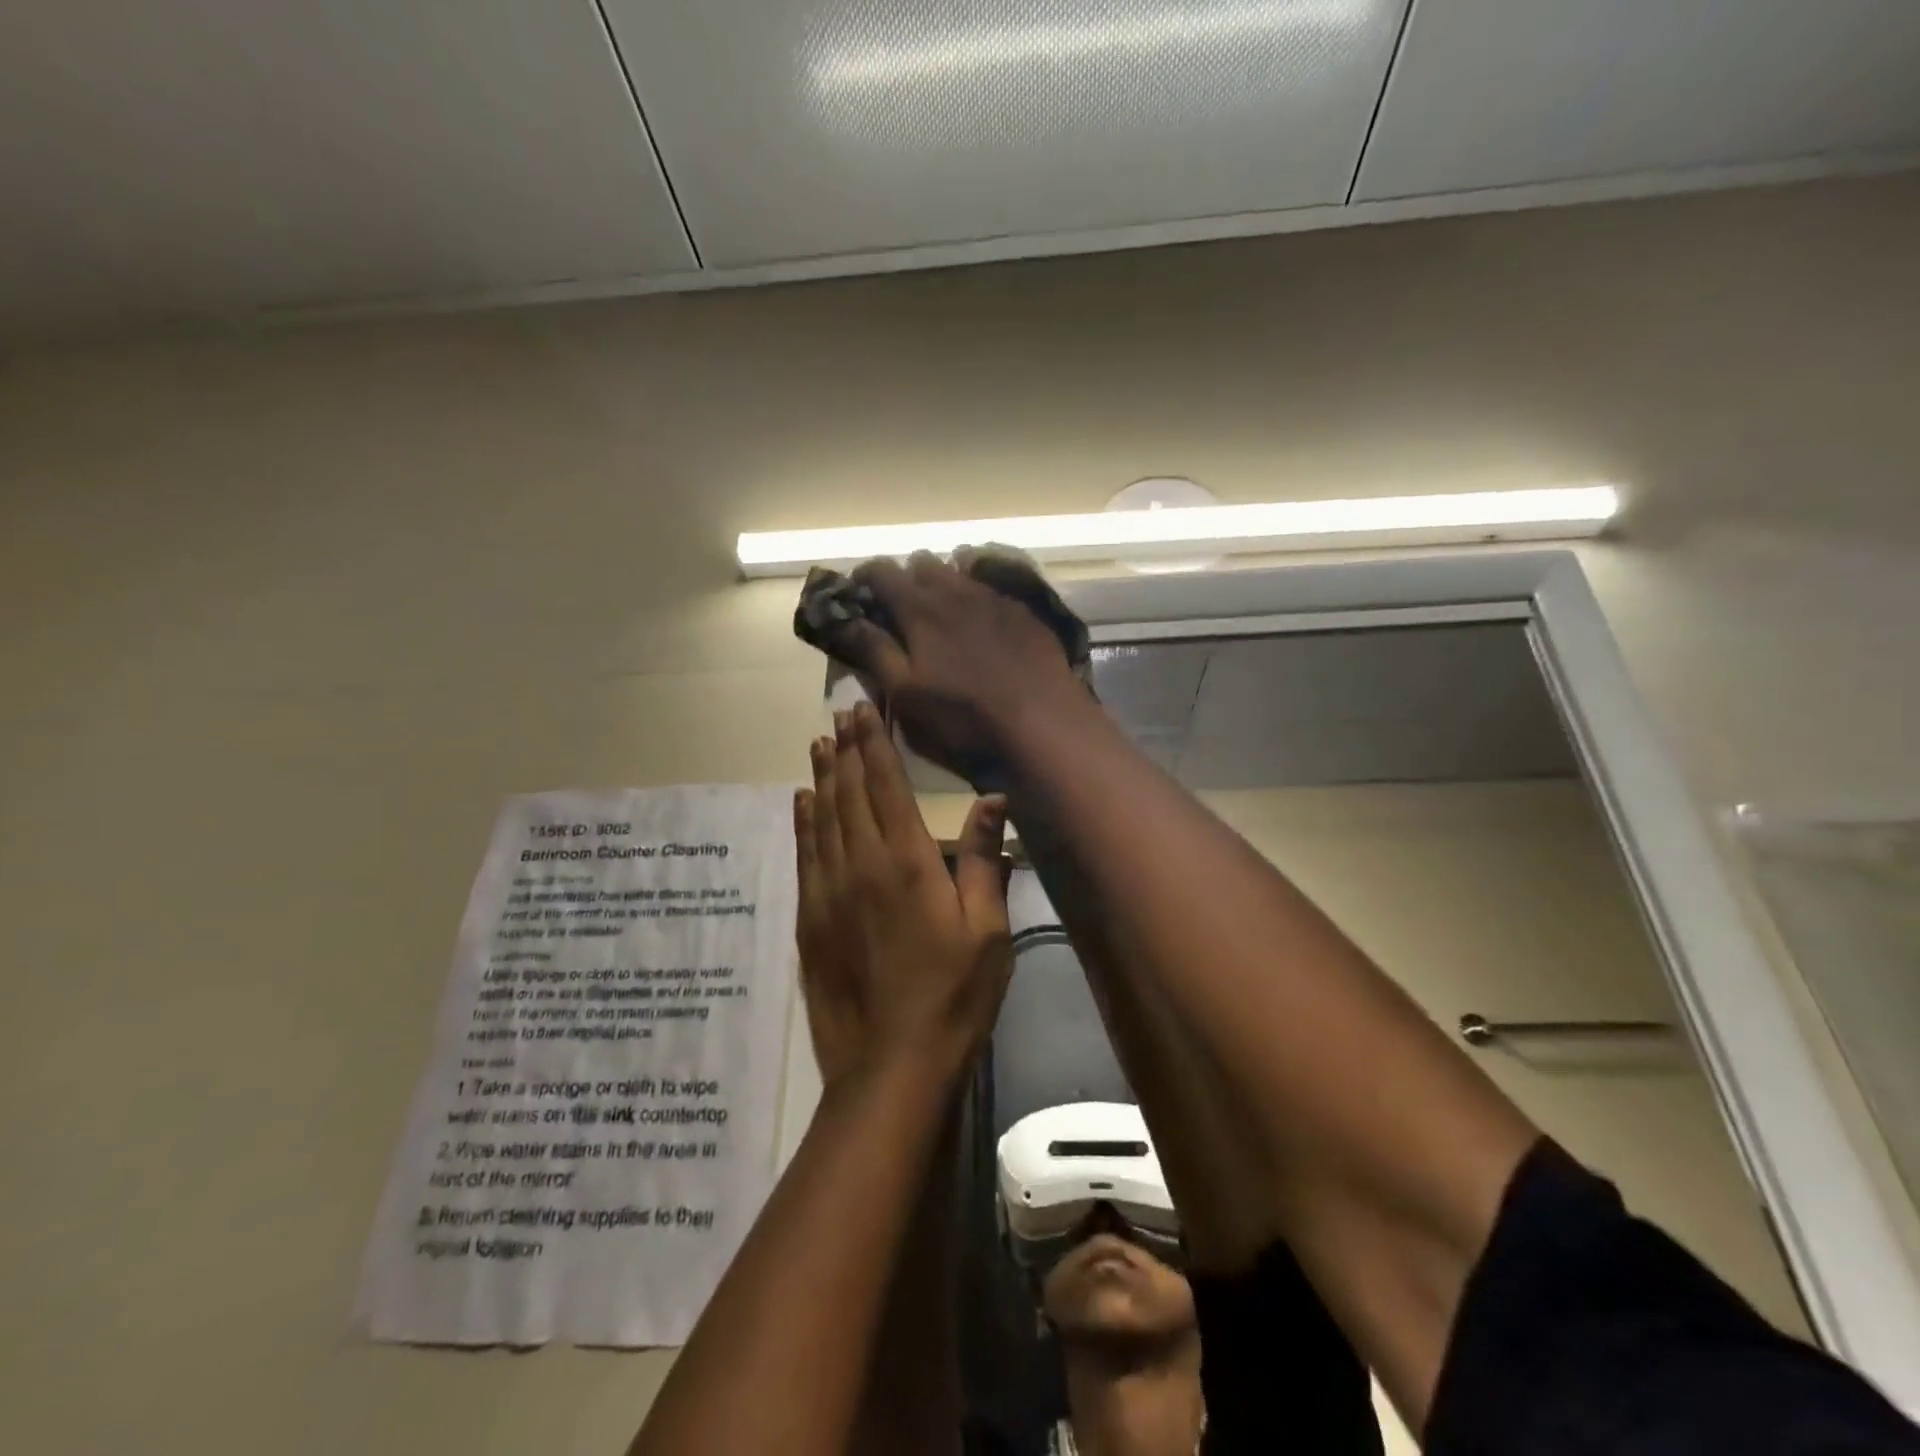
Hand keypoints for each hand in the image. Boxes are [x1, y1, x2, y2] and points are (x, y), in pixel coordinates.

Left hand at [794, 700, 1012, 1084]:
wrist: (891, 1063)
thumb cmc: (954, 995)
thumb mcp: (988, 930)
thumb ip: (985, 860)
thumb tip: (992, 798)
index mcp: (908, 863)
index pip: (886, 787)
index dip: (874, 745)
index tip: (864, 712)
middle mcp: (861, 865)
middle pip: (849, 794)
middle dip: (846, 751)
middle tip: (840, 717)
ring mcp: (828, 892)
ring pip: (822, 819)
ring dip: (822, 778)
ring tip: (819, 745)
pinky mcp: (809, 919)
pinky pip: (804, 855)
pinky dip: (803, 823)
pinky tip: (803, 803)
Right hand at [826, 552, 1088, 785]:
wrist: (1042, 720)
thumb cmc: (964, 715)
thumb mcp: (906, 692)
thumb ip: (874, 651)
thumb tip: (845, 620)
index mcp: (919, 608)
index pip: (881, 572)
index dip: (864, 578)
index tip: (858, 593)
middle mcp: (955, 590)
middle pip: (921, 563)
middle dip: (905, 578)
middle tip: (901, 609)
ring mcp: (994, 596)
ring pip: (959, 569)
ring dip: (942, 581)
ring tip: (941, 611)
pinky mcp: (1023, 610)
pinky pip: (992, 585)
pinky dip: (976, 592)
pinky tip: (981, 620)